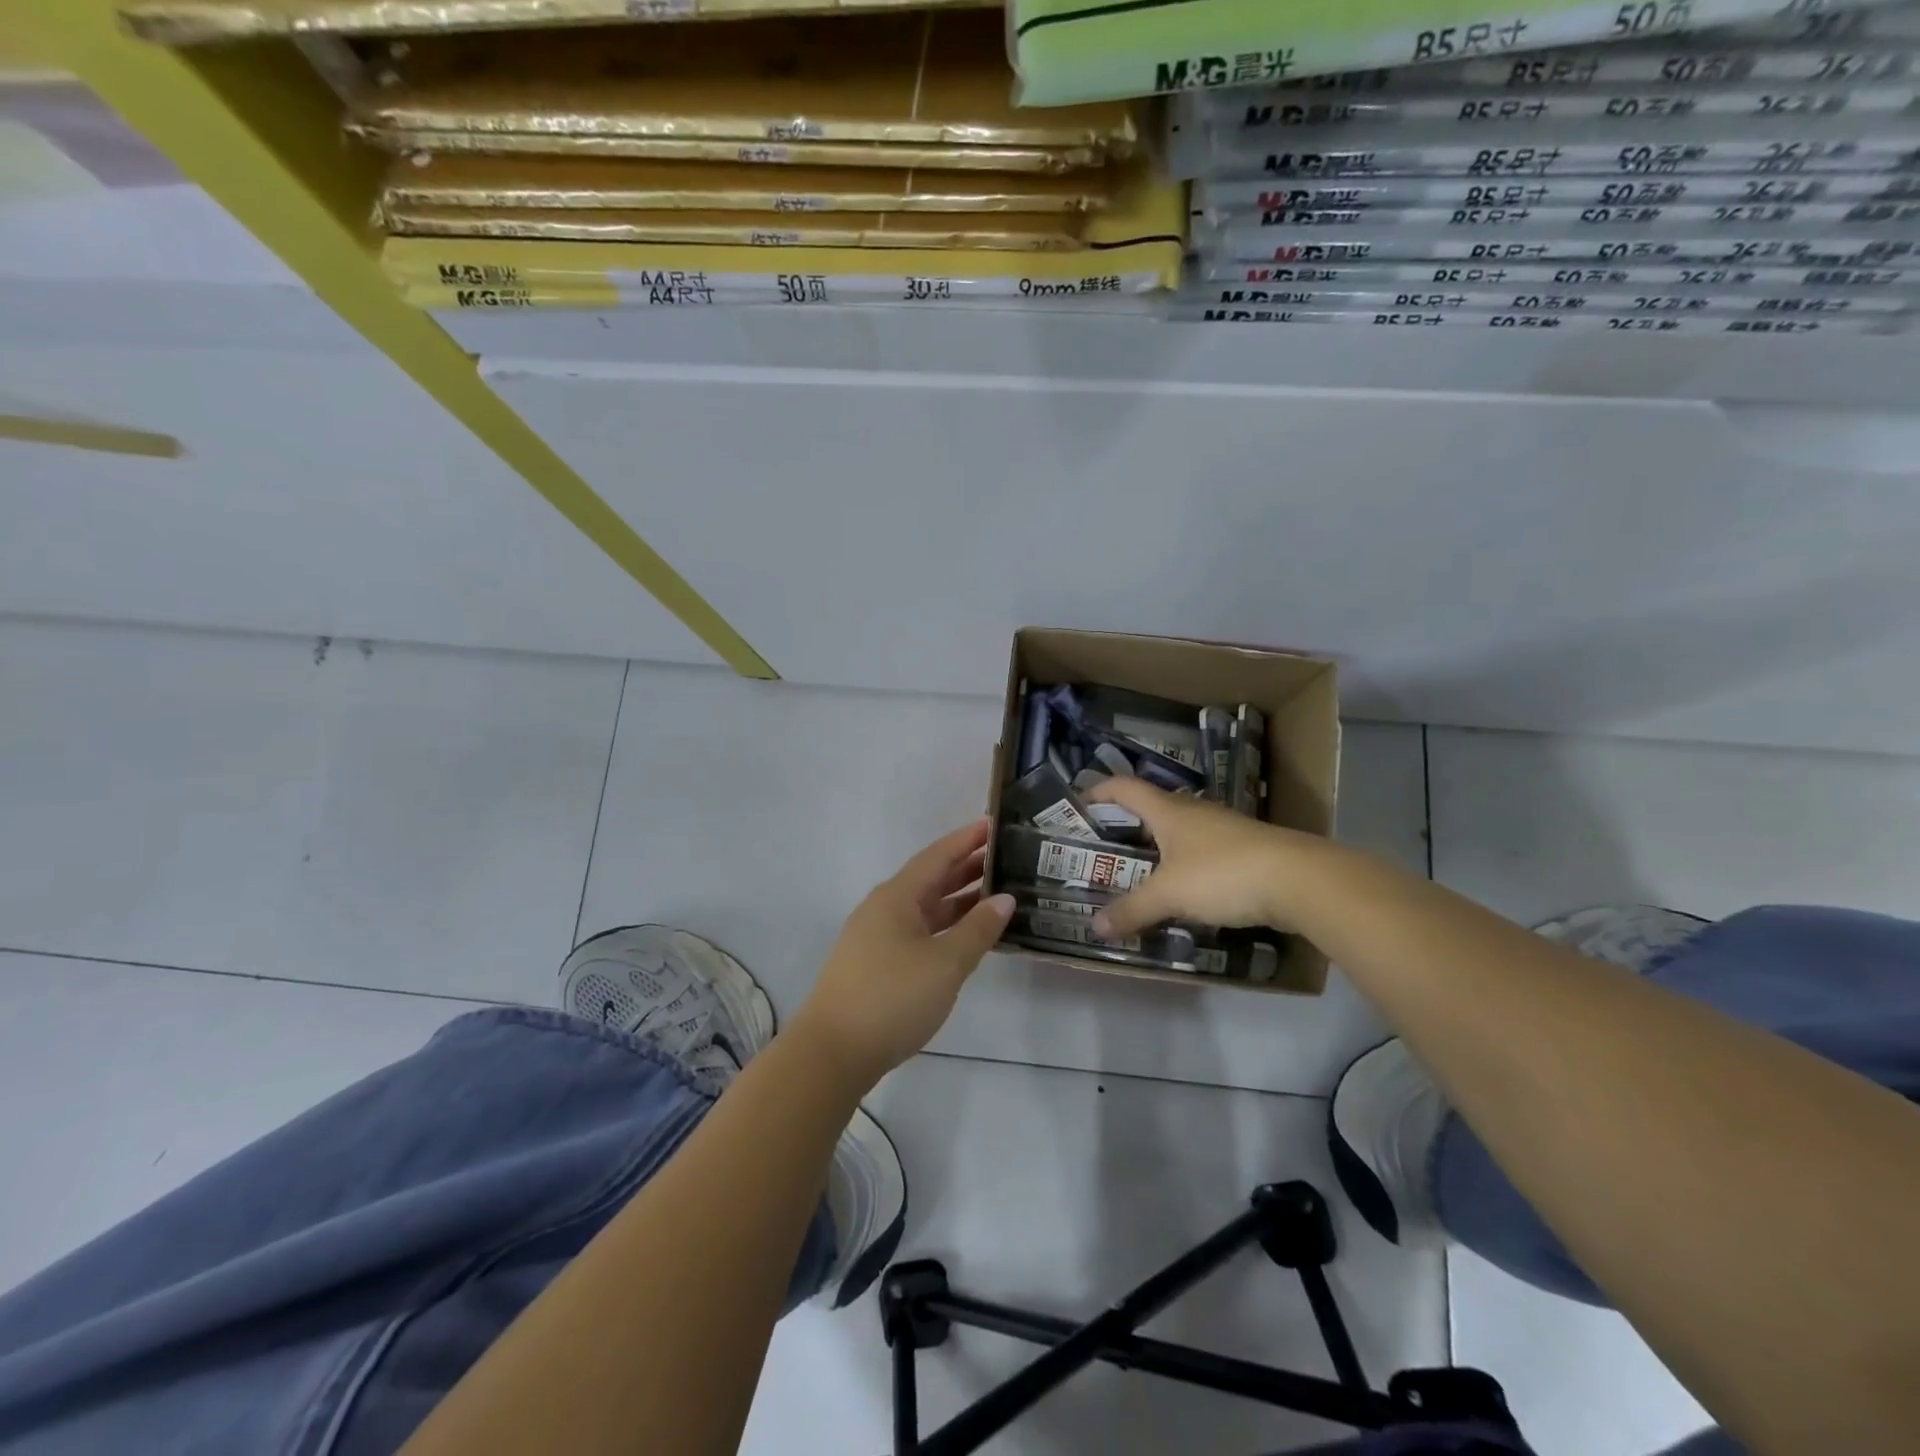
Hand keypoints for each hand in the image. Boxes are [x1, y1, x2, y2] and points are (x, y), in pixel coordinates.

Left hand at [793, 819, 1014, 1089]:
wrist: (833, 1052)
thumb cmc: (892, 998)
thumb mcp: (945, 964)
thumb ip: (978, 929)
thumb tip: (1005, 899)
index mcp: (897, 896)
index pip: (938, 856)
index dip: (967, 839)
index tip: (995, 824)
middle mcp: (884, 908)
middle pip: (930, 878)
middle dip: (967, 867)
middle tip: (1006, 859)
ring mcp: (877, 936)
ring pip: (925, 907)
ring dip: (958, 899)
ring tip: (997, 894)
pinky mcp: (876, 963)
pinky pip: (919, 930)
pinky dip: (945, 927)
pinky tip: (966, 936)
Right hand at [1085, 778, 1325, 937]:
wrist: (1300, 880)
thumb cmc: (1223, 873)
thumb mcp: (1169, 894)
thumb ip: (1132, 910)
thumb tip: (1095, 927)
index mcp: (1169, 810)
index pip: (1125, 788)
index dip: (1099, 790)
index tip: (1078, 802)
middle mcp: (1194, 811)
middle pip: (1152, 808)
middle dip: (1125, 824)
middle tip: (1102, 847)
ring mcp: (1223, 829)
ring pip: (1179, 832)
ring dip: (1157, 847)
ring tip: (1137, 873)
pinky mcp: (1245, 851)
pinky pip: (1201, 853)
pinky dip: (1183, 865)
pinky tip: (1182, 891)